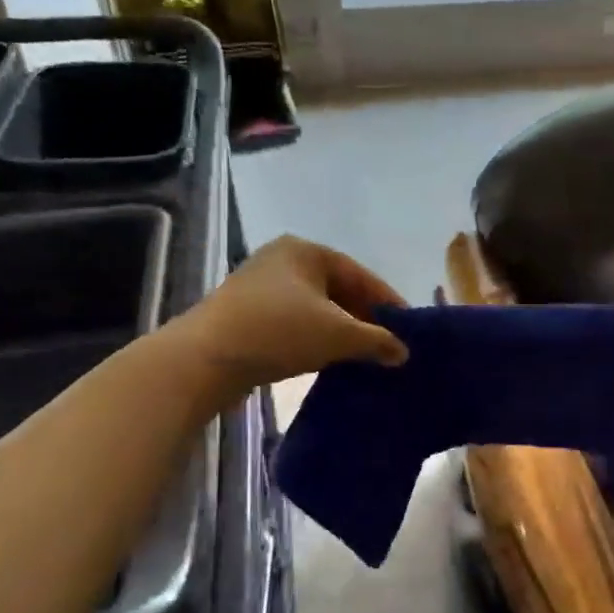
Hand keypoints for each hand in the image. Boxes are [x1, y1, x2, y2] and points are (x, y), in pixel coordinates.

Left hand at [177, 237, 407, 398]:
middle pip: (338, 290)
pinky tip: (327, 360)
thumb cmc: (278, 331)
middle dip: (364, 318)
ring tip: (362, 356)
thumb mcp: (338, 335)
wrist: (204, 359)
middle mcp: (282, 261)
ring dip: (340, 332)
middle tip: (387, 346)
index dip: (388, 302)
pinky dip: (315, 339)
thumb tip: (403, 352)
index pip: (360, 275)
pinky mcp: (246, 315)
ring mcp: (260, 288)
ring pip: (316, 309)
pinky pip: (294, 323)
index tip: (409, 328)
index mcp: (306, 251)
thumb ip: (376, 340)